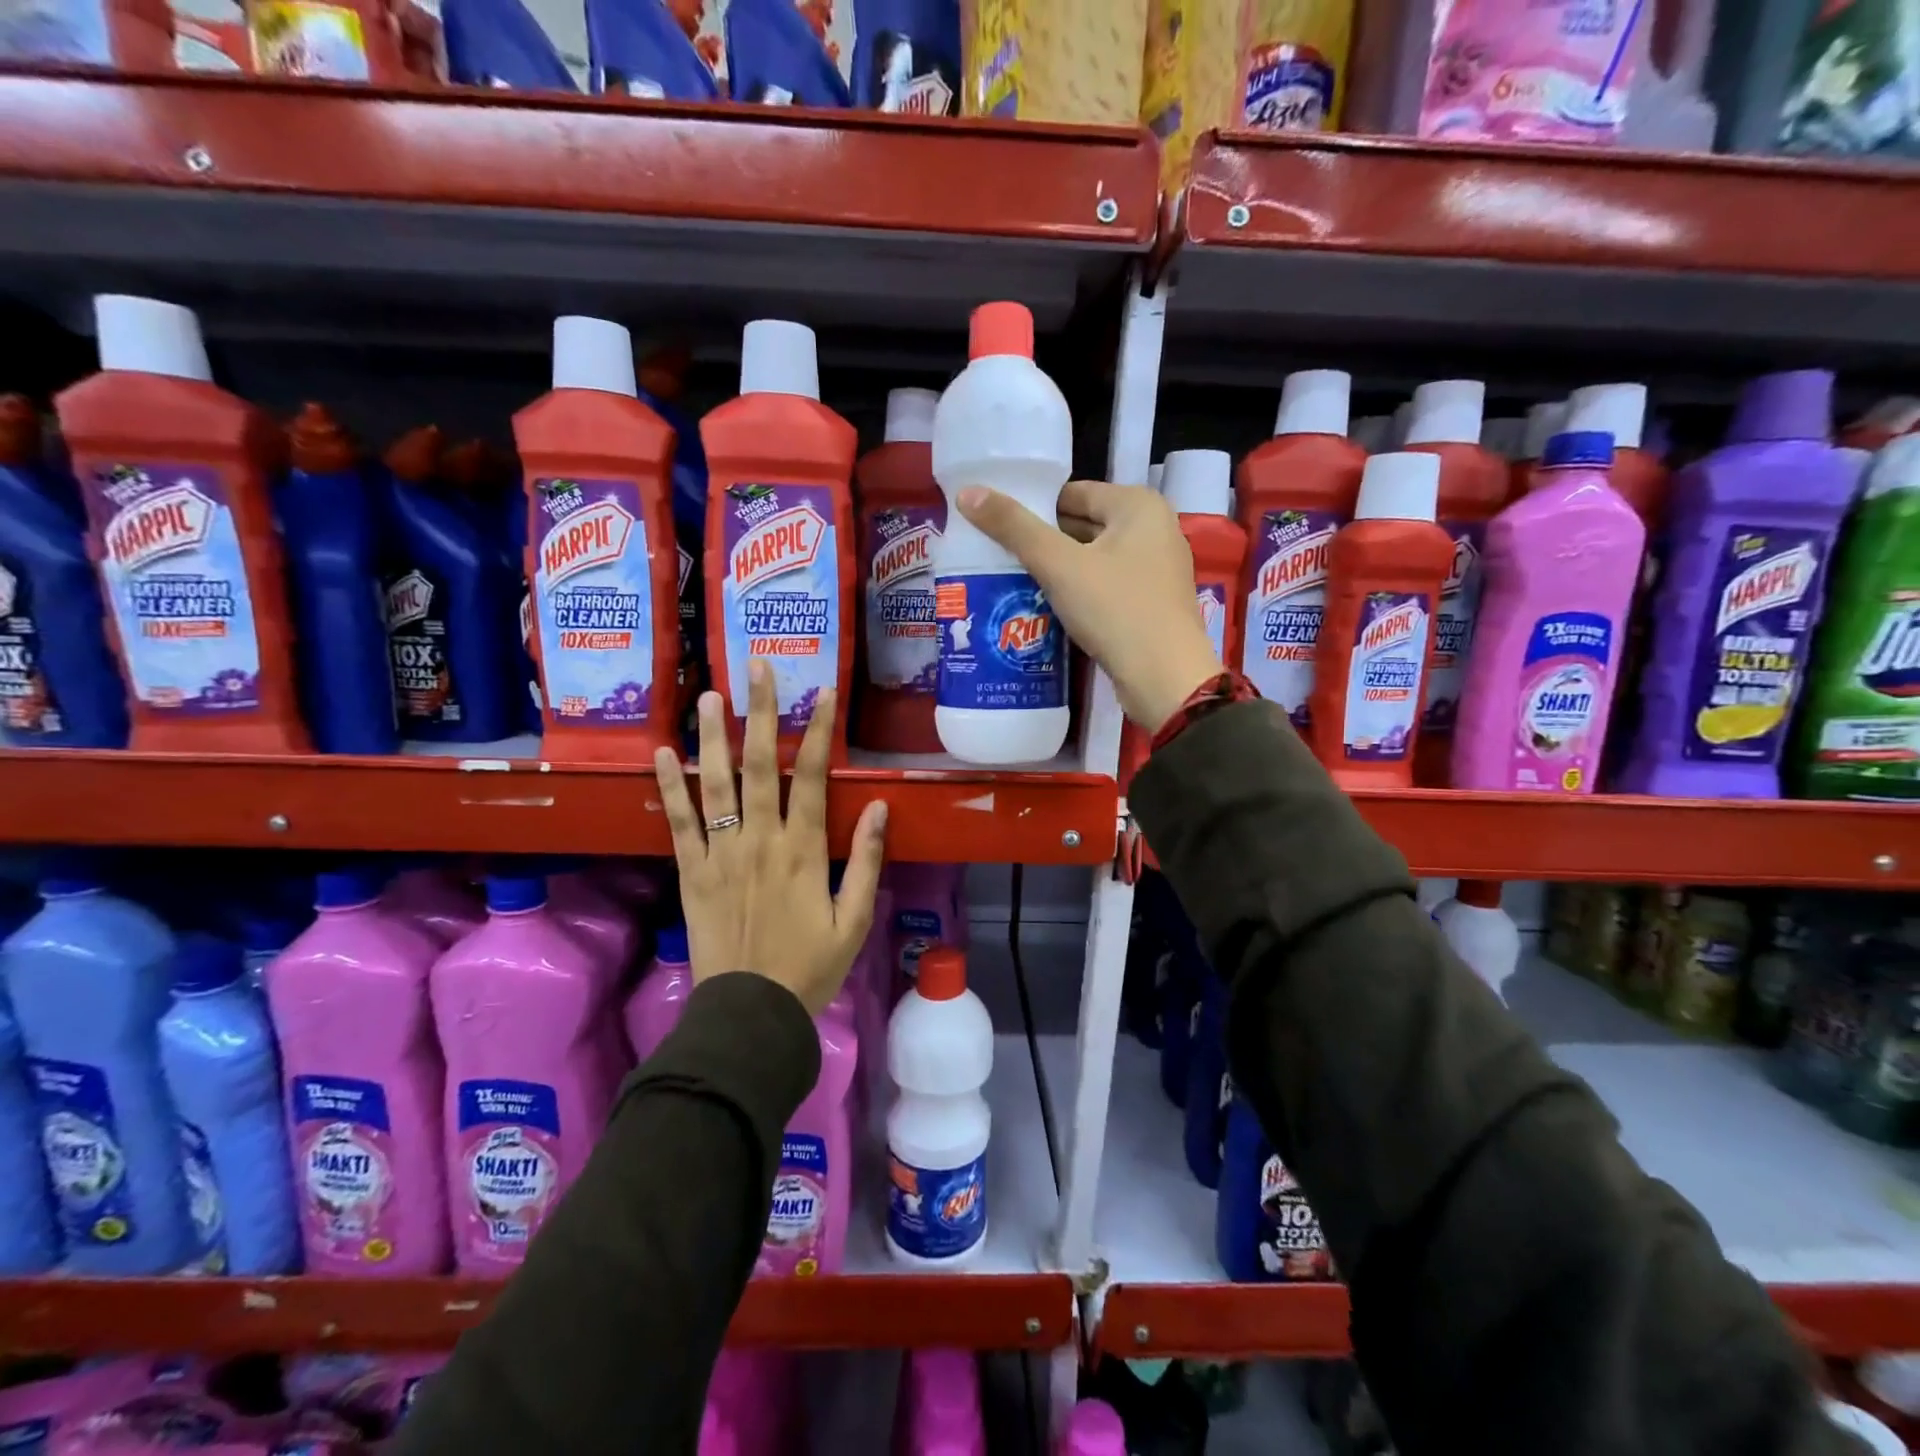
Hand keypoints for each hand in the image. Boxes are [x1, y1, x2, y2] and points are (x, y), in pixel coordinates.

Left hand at [652, 661, 887, 1014]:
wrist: (749, 1014)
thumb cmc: (810, 968)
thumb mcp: (854, 921)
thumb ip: (867, 861)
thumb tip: (882, 808)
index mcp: (804, 851)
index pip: (815, 777)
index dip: (820, 730)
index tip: (824, 691)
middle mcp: (760, 840)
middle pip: (761, 766)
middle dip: (762, 713)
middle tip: (757, 668)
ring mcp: (721, 854)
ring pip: (716, 784)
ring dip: (714, 737)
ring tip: (710, 695)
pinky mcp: (692, 872)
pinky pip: (679, 823)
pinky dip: (670, 787)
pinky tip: (663, 753)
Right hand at [956, 481, 1223, 730]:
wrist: (1165, 679)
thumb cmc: (1115, 610)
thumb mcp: (1059, 565)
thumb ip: (1014, 527)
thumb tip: (968, 493)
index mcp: (1138, 505)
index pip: (1072, 493)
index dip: (1032, 509)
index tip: (995, 529)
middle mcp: (1154, 528)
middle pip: (1083, 525)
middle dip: (1042, 542)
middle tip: (997, 558)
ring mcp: (1156, 568)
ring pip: (1092, 559)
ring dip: (1057, 571)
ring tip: (1012, 583)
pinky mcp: (1152, 603)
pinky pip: (1105, 586)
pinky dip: (1078, 593)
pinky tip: (1046, 609)